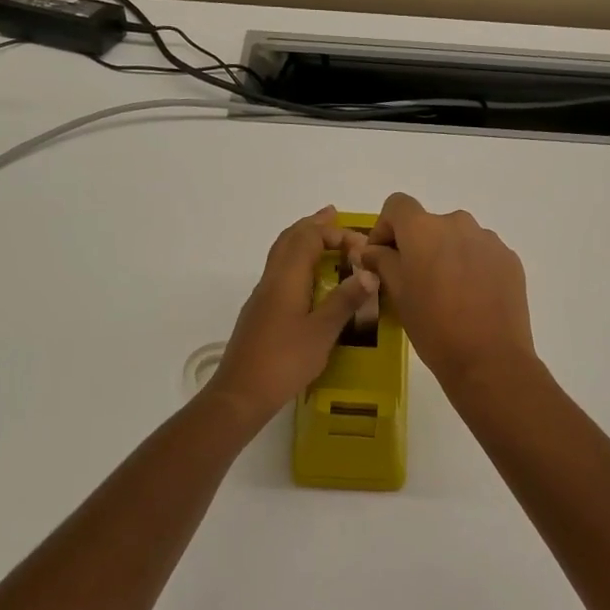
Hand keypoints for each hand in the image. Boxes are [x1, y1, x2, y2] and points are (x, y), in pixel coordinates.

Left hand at [205, 206, 379, 422]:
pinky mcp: (260, 314)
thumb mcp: (322, 332)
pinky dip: (296, 263)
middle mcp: (270, 281)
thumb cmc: (284, 361)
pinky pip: (280, 274)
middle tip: (333, 216)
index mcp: (286, 279)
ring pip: (281, 256)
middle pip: (289, 240)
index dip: (334, 234)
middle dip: (312, 226)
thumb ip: (344, 301)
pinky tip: (308, 280)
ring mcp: (262, 298)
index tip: (361, 246)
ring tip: (323, 240)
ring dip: (302, 242)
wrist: (241, 393)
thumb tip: (368, 273)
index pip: (308, 238)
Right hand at [359, 194, 536, 393]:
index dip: (385, 227)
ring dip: (446, 256)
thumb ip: (382, 262)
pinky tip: (471, 299)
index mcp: (424, 229)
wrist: (489, 359)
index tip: (382, 257)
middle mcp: (458, 223)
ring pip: (457, 239)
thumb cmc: (433, 326)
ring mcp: (488, 240)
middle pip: (429, 224)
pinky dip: (471, 267)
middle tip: (413, 281)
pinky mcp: (510, 259)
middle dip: (417, 246)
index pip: (397, 205)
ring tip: (446, 294)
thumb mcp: (397, 294)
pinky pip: (481, 254)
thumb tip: (373, 250)